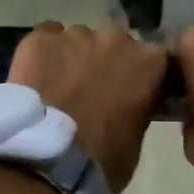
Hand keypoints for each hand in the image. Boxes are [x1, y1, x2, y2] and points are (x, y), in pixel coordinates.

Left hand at [8, 21, 168, 191]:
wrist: (48, 158)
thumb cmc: (103, 158)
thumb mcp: (136, 138)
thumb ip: (138, 109)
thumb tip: (128, 106)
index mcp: (150, 63)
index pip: (155, 59)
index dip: (142, 75)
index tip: (133, 91)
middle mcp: (117, 39)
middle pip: (116, 42)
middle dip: (108, 61)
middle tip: (94, 90)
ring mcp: (77, 35)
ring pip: (80, 39)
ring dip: (75, 57)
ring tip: (61, 86)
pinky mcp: (41, 38)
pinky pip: (47, 37)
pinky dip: (46, 54)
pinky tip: (38, 77)